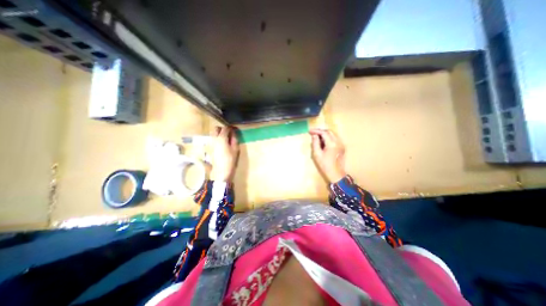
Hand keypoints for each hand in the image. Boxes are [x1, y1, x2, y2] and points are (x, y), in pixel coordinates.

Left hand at [210, 125, 239, 181]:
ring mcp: (211, 143)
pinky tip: (222, 144)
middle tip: (229, 133)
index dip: (230, 128)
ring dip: (219, 133)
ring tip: (225, 138)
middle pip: (216, 129)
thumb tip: (233, 133)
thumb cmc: (230, 159)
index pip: (225, 128)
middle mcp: (214, 139)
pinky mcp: (210, 148)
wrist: (221, 171)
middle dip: (222, 129)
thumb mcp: (235, 148)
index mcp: (221, 138)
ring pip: (213, 134)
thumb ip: (234, 139)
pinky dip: (217, 138)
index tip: (234, 129)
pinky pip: (213, 139)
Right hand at [312, 128, 344, 182]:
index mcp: (332, 144)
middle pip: (330, 131)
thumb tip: (314, 135)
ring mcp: (342, 144)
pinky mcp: (342, 147)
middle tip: (313, 133)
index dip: (316, 131)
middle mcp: (338, 142)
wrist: (336, 174)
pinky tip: (324, 141)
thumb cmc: (325, 165)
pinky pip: (336, 138)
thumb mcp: (317, 154)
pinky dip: (329, 137)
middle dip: (321, 131)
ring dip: (325, 133)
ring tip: (318, 136)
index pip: (324, 133)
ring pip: (333, 134)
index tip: (310, 131)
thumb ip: (315, 143)